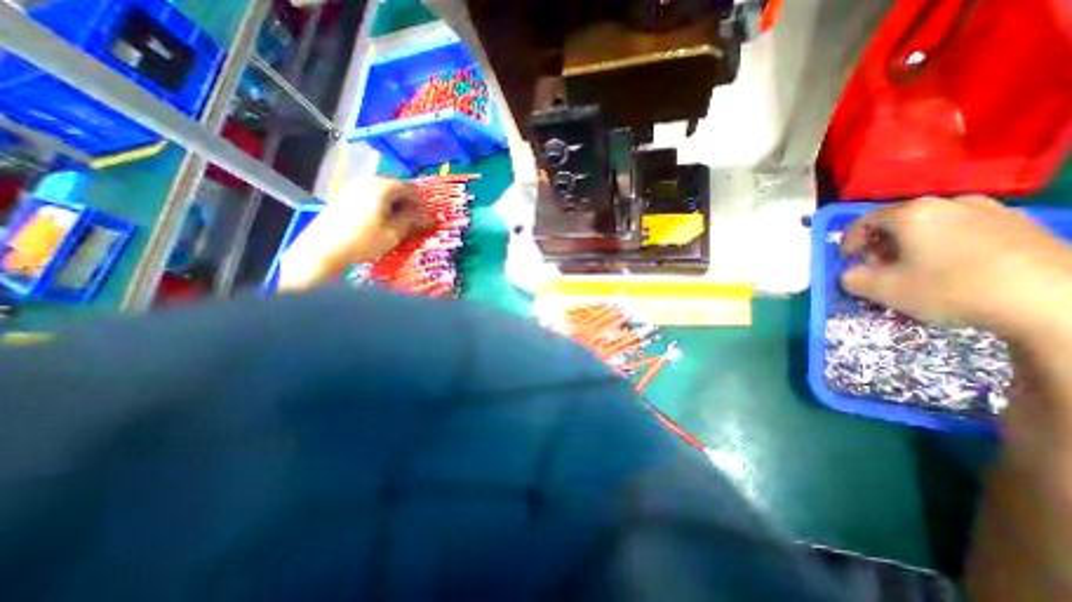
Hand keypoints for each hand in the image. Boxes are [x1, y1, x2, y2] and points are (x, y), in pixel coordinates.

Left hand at [278, 177, 430, 291]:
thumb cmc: (364, 241)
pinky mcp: (342, 196)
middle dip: (406, 200)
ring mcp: (351, 187)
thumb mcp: (394, 233)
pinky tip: (380, 218)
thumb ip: (411, 220)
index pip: (409, 187)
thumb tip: (424, 215)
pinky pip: (368, 195)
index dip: (421, 200)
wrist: (324, 249)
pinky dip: (379, 203)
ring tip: (399, 218)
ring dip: (392, 202)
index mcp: (382, 187)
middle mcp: (366, 181)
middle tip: (415, 216)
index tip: (427, 213)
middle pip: (393, 185)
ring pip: (380, 190)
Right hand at [840, 195, 1071, 340]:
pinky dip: (946, 248)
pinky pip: (964, 232)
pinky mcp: (1023, 225)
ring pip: (932, 227)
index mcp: (912, 213)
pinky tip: (954, 272)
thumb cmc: (950, 288)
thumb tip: (852, 274)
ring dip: (912, 247)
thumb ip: (851, 279)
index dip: (848, 243)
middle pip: (897, 223)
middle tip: (880, 271)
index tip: (848, 263)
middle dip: (881, 247)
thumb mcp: (881, 290)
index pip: (862, 222)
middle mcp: (950, 203)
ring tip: (916, 272)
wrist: (1057, 302)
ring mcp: (992, 211)